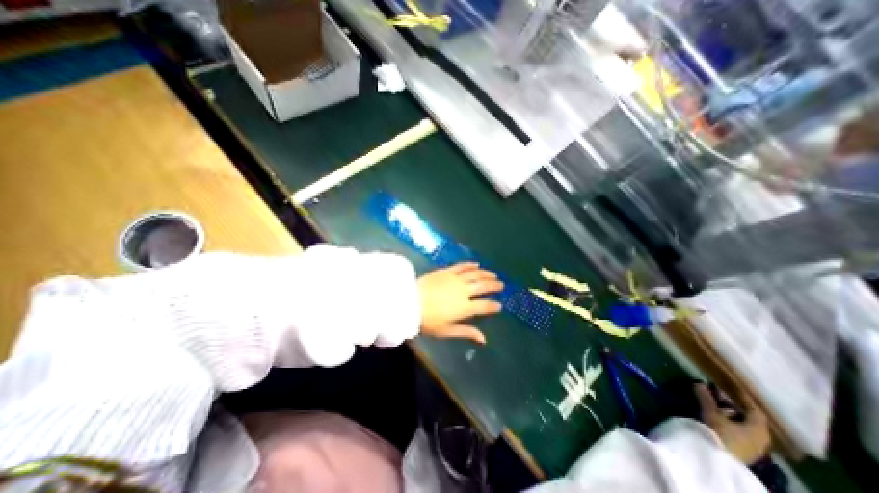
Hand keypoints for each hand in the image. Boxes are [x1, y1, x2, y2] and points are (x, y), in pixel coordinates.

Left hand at [416, 262, 503, 342]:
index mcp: (465, 307)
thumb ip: (466, 332)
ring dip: (486, 274)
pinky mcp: (446, 271)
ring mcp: (455, 279)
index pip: (484, 306)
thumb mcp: (446, 330)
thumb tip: (483, 339)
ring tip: (493, 274)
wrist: (409, 302)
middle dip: (494, 285)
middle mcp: (464, 291)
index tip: (499, 305)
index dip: (493, 306)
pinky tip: (476, 264)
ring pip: (475, 274)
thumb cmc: (427, 320)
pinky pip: (461, 266)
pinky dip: (470, 264)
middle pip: (483, 286)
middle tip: (501, 284)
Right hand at [701, 383, 771, 463]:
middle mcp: (761, 438)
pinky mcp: (742, 451)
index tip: (731, 388)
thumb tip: (699, 383)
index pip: (755, 410)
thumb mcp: (711, 413)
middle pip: (749, 418)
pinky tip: (716, 419)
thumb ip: (706, 398)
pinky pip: (738, 433)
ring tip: (713, 405)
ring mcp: (752, 447)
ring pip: (743, 426)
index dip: (743, 398)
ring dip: (729, 415)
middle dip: (733, 406)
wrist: (717, 459)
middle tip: (717, 395)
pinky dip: (728, 423)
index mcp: (759, 429)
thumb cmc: (721, 434)